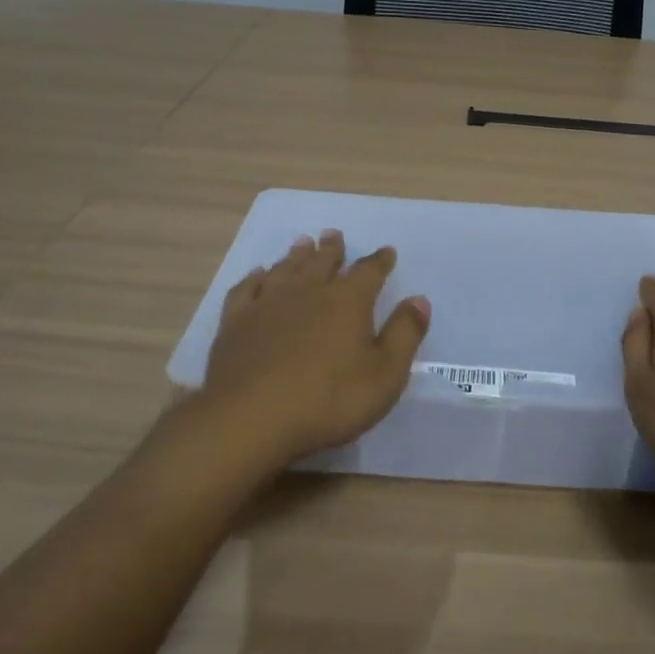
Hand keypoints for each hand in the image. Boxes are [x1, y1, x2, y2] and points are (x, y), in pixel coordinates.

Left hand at [198, 231, 429, 466]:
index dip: (379, 261)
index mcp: (347, 301)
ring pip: (285, 269)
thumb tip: (419, 299)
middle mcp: (308, 291)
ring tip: (302, 243)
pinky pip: (246, 289)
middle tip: (334, 234)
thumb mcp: (385, 374)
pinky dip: (255, 278)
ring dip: (296, 255)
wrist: (251, 418)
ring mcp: (267, 304)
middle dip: (332, 249)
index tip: (386, 252)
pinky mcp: (235, 322)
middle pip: (322, 262)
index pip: (369, 271)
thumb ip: (404, 333)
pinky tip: (258, 275)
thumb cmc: (329, 400)